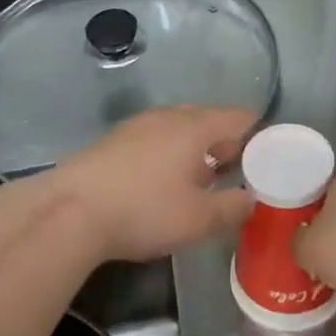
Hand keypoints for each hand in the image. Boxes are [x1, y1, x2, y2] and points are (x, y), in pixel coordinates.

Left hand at [45, 105, 255, 262]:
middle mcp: (169, 116)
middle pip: (209, 119)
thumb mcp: (198, 219)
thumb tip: (252, 201)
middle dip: (227, 144)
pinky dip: (169, 154)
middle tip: (236, 174)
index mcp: (196, 126)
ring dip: (196, 150)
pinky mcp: (114, 140)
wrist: (68, 211)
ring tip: (200, 181)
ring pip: (180, 129)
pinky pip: (156, 138)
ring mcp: (138, 125)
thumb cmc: (143, 210)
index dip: (259, 135)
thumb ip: (233, 208)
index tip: (267, 160)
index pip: (240, 117)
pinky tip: (161, 183)